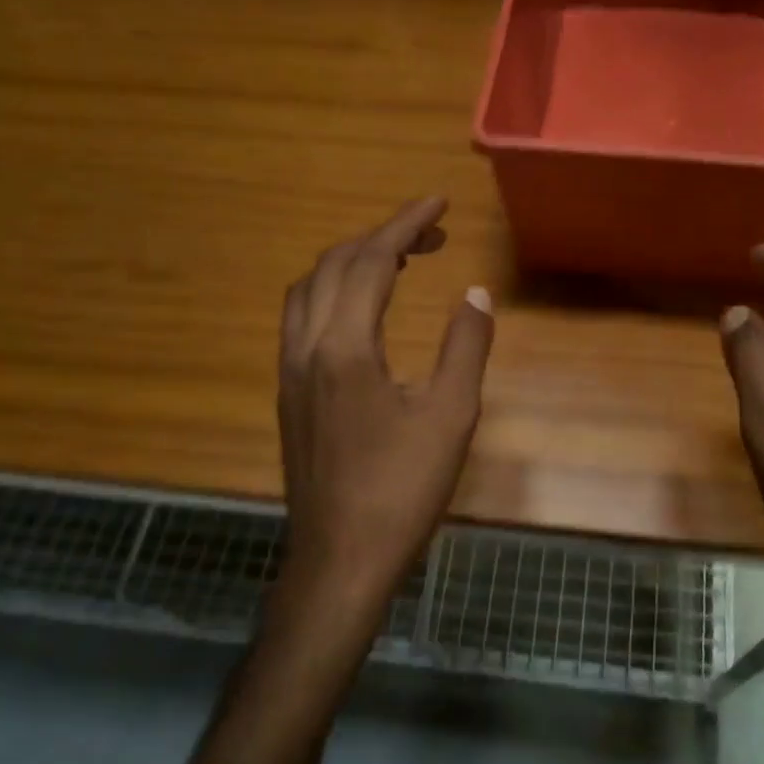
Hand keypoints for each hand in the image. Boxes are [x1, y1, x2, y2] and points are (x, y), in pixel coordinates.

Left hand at [276, 197, 493, 621]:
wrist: (339, 560)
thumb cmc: (401, 490)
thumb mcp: (451, 416)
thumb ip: (465, 346)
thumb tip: (475, 293)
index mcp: (344, 348)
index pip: (371, 261)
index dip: (406, 224)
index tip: (438, 202)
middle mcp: (306, 348)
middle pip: (334, 265)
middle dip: (382, 237)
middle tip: (431, 235)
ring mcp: (289, 372)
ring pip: (309, 290)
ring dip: (350, 262)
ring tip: (397, 261)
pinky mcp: (288, 394)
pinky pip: (302, 318)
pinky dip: (332, 292)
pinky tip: (362, 312)